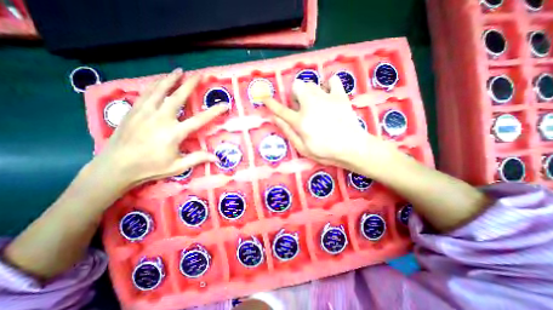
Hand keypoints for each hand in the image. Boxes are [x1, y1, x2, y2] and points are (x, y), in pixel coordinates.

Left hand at [91, 68, 227, 187]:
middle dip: (190, 84)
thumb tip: (217, 158)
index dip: (214, 112)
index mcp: (174, 132)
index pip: (200, 119)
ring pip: (160, 90)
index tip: (224, 105)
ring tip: (179, 71)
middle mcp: (161, 118)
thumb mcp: (178, 166)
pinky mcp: (133, 111)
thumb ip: (198, 158)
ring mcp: (145, 112)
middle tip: (199, 74)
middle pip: (178, 97)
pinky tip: (159, 81)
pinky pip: (145, 94)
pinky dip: (154, 85)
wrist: (115, 167)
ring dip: (171, 79)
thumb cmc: (150, 168)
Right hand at [262, 74, 394, 172]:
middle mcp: (311, 105)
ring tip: (316, 104)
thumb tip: (275, 118)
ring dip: (309, 92)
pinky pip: (333, 80)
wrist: (353, 148)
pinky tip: (329, 95)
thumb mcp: (302, 148)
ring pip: (311, 83)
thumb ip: (288, 132)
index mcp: (300, 121)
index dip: (271, 103)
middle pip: (297, 86)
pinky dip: (329, 85)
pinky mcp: (340, 96)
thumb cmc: (325, 152)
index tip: (264, 97)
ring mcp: (326, 98)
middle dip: (296, 95)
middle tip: (302, 108)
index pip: (281, 110)